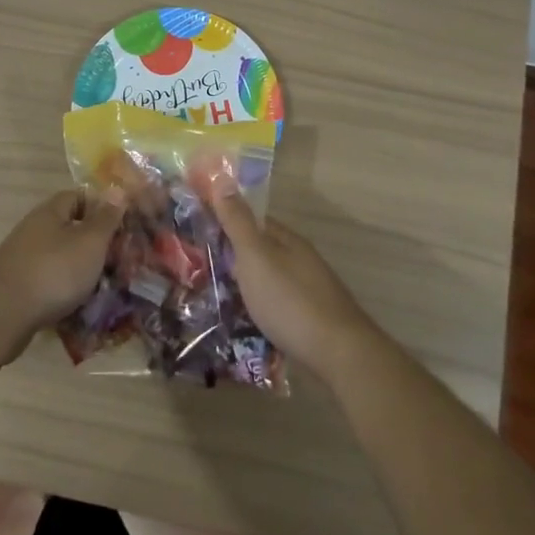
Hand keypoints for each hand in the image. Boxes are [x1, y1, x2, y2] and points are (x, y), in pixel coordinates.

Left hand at [0, 188, 126, 337]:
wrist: (2, 316)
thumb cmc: (54, 271)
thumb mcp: (90, 242)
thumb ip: (106, 218)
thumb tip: (117, 189)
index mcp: (50, 212)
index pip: (78, 196)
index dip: (100, 208)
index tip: (120, 227)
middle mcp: (33, 229)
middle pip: (68, 228)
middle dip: (93, 244)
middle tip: (116, 261)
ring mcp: (21, 258)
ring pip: (59, 257)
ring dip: (79, 270)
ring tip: (102, 288)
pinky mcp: (15, 285)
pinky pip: (47, 281)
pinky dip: (62, 290)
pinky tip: (76, 307)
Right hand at [209, 191, 381, 383]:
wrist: (338, 354)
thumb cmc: (290, 300)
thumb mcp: (256, 257)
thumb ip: (238, 222)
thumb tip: (222, 179)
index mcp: (287, 241)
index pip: (252, 220)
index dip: (225, 221)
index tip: (196, 229)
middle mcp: (301, 260)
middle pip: (261, 250)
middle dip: (232, 256)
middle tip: (198, 267)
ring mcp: (309, 290)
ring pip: (269, 279)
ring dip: (246, 283)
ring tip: (214, 296)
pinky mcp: (311, 320)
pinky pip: (277, 304)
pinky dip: (259, 306)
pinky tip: (245, 321)